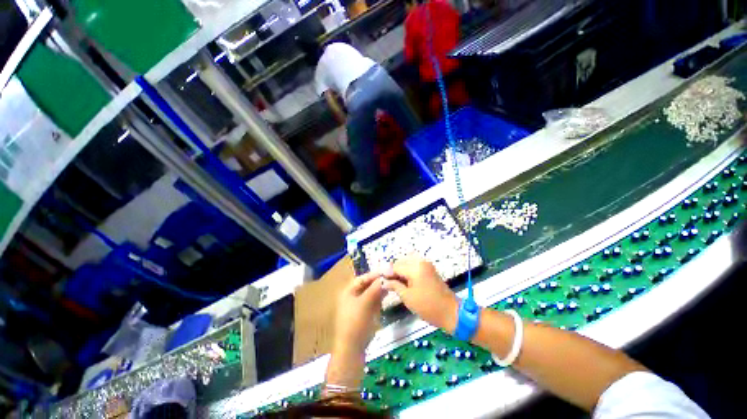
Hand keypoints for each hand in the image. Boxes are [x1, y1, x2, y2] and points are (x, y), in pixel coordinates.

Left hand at [333, 270, 386, 352]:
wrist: (352, 349)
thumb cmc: (356, 323)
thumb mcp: (365, 303)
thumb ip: (375, 289)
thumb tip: (384, 277)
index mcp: (348, 292)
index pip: (362, 278)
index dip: (374, 274)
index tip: (387, 271)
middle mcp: (353, 296)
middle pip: (367, 285)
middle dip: (378, 281)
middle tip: (391, 277)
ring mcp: (358, 305)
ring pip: (371, 293)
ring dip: (380, 288)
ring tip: (391, 284)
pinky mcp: (364, 314)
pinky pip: (373, 301)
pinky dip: (379, 297)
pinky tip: (387, 294)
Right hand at [382, 257, 458, 332]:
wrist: (451, 312)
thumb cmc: (428, 307)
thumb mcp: (408, 297)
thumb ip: (394, 286)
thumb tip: (383, 281)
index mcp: (415, 268)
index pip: (395, 266)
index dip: (387, 274)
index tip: (381, 281)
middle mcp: (421, 262)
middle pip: (401, 262)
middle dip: (394, 271)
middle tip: (388, 283)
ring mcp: (426, 264)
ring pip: (407, 262)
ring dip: (400, 270)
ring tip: (396, 282)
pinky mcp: (429, 269)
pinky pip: (414, 265)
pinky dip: (408, 270)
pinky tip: (405, 281)